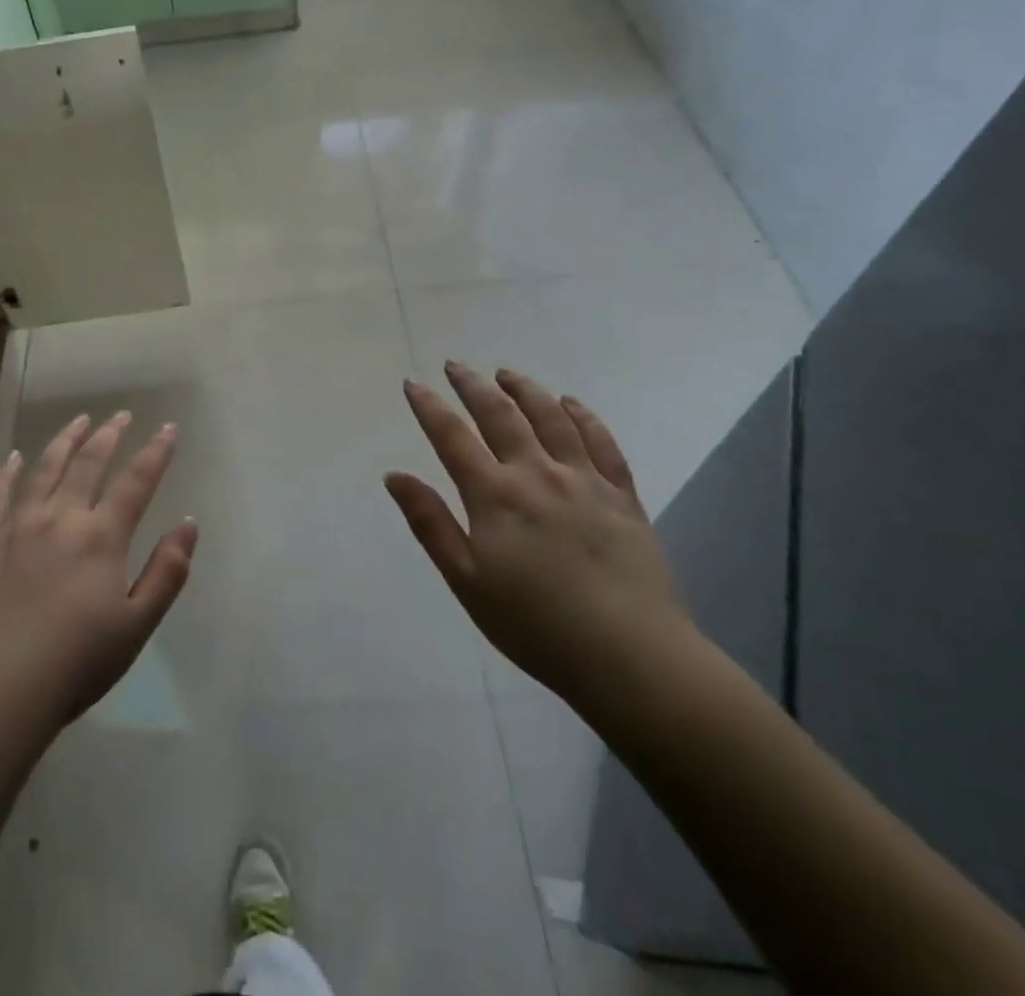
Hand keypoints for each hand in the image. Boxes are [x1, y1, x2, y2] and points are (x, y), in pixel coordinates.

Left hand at [0, 411, 196, 747]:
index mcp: (101, 538)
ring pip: (44, 469)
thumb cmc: (74, 665)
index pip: (136, 481)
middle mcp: (61, 519)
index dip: (156, 452)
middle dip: (109, 435)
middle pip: (88, 463)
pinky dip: (7, 472)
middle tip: (120, 415)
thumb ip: (166, 572)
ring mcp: (18, 527)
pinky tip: (14, 459)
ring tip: (77, 420)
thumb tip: (188, 524)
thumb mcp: (136, 626)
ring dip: (64, 440)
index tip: (168, 428)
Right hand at [386, 362, 691, 708]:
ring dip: (525, 390)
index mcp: (495, 495)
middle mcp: (537, 474)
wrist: (630, 657)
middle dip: (473, 386)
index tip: (413, 383)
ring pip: (551, 418)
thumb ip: (430, 523)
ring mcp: (584, 480)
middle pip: (500, 415)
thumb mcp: (466, 581)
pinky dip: (583, 416)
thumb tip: (394, 475)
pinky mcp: (622, 495)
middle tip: (455, 366)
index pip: (452, 436)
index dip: (429, 407)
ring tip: (507, 374)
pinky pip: (601, 442)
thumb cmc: (535, 625)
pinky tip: (570, 403)